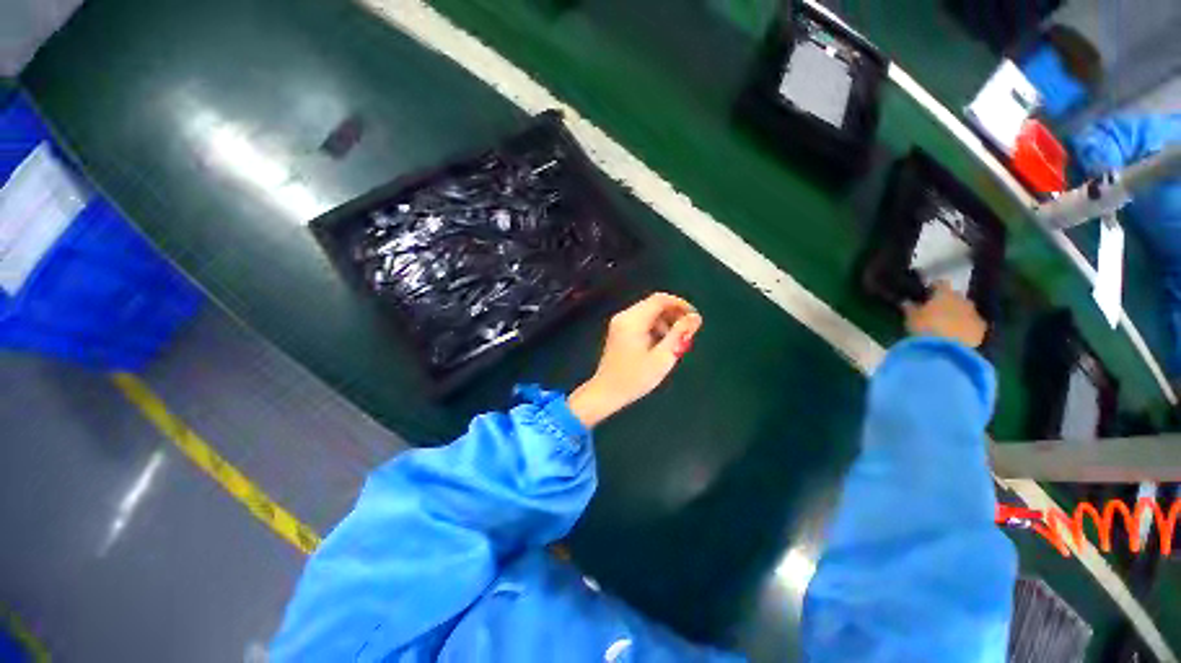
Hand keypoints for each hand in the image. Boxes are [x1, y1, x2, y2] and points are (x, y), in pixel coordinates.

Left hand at [568, 293, 702, 427]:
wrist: (606, 392)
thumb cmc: (634, 378)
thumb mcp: (662, 358)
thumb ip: (679, 335)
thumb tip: (695, 317)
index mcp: (633, 320)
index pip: (660, 299)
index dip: (680, 305)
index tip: (694, 319)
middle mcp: (624, 316)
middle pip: (654, 305)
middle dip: (673, 315)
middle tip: (687, 334)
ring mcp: (619, 323)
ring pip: (648, 313)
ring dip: (665, 323)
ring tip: (674, 343)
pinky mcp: (619, 331)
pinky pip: (641, 322)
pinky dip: (654, 328)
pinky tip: (660, 346)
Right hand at [902, 281, 986, 348]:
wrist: (947, 350)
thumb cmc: (925, 328)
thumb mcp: (910, 318)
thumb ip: (909, 307)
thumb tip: (906, 301)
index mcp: (944, 294)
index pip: (940, 283)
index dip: (933, 288)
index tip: (926, 294)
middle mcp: (962, 299)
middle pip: (956, 296)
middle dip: (948, 302)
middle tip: (936, 312)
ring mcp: (974, 314)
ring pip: (966, 310)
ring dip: (958, 314)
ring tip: (947, 325)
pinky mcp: (981, 329)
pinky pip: (974, 324)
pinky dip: (967, 326)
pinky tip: (958, 335)